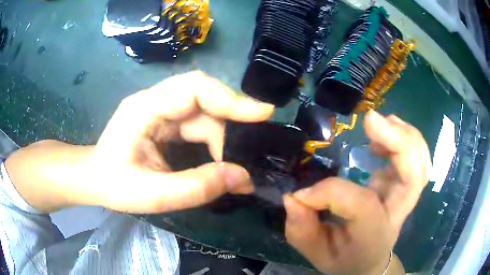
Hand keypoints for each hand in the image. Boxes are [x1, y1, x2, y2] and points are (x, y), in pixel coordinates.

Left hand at [87, 71, 273, 212]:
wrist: (94, 180)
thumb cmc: (113, 185)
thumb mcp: (152, 195)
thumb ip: (196, 187)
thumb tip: (242, 177)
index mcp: (145, 108)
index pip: (194, 87)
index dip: (231, 98)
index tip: (262, 113)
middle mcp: (155, 102)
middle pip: (204, 100)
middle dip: (232, 125)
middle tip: (251, 153)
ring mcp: (161, 111)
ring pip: (204, 115)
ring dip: (224, 139)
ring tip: (237, 168)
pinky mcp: (166, 123)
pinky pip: (198, 125)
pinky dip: (215, 142)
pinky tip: (222, 161)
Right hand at [283, 111, 430, 274]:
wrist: (369, 262)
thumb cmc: (343, 258)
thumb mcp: (316, 253)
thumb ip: (302, 229)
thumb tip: (293, 197)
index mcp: (374, 233)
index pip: (361, 204)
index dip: (329, 192)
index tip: (302, 195)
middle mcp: (396, 212)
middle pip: (414, 175)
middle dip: (398, 143)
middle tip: (371, 120)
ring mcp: (404, 195)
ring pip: (421, 162)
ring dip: (406, 136)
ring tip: (382, 122)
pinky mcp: (403, 184)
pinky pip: (417, 157)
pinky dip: (407, 138)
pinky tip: (387, 130)